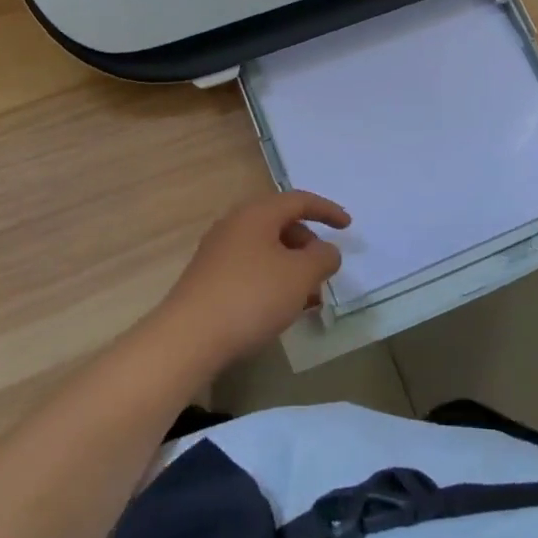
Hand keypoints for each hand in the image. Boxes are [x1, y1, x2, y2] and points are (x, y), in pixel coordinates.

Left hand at [157, 191, 350, 369]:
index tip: (348, 227)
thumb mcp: (300, 276)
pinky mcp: (208, 278)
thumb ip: (323, 258)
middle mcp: (235, 224)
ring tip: (308, 298)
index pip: (299, 200)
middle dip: (308, 245)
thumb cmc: (251, 296)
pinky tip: (281, 309)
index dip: (327, 211)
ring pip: (266, 250)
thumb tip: (326, 251)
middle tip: (324, 271)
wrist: (189, 337)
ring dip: (292, 267)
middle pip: (281, 224)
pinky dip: (272, 280)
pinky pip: (251, 268)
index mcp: (257, 213)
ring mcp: (218, 251)